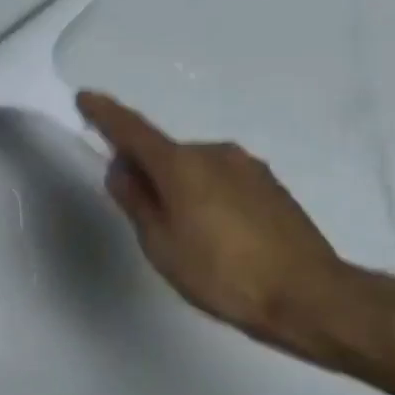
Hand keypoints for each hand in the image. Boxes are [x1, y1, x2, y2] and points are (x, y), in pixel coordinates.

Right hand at [77, 91, 360, 363]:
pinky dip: (205, 194)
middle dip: (145, 169)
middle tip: (135, 207)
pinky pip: (221, 180)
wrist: (309, 295)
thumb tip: (121, 169)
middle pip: (165, 153)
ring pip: (195, 168)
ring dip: (178, 185)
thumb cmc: (222, 273)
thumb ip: (136, 201)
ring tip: (180, 230)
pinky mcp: (271, 186)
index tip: (85, 98)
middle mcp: (215, 153)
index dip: (106, 114)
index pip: (133, 130)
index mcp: (181, 165)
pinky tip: (214, 232)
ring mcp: (248, 167)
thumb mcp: (161, 244)